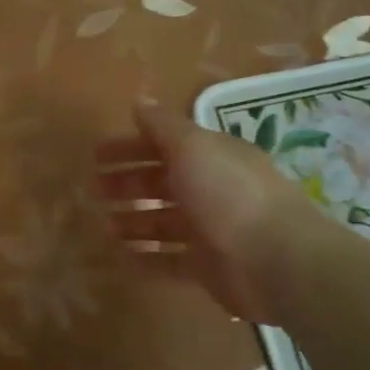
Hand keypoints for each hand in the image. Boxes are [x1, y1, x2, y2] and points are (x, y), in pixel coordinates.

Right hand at [92, 105, 309, 322]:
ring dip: (134, 220)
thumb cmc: (229, 194)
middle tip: (93, 190)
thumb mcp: (192, 147)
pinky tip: (122, 257)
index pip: (164, 145)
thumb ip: (163, 125)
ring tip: (104, 225)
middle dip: (127, 183)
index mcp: (211, 156)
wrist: (277, 261)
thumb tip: (140, 101)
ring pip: (164, 222)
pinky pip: (171, 260)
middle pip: (161, 182)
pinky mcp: (209, 268)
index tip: (96, 154)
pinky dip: (148, 257)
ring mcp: (211, 231)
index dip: (130, 147)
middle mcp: (212, 189)